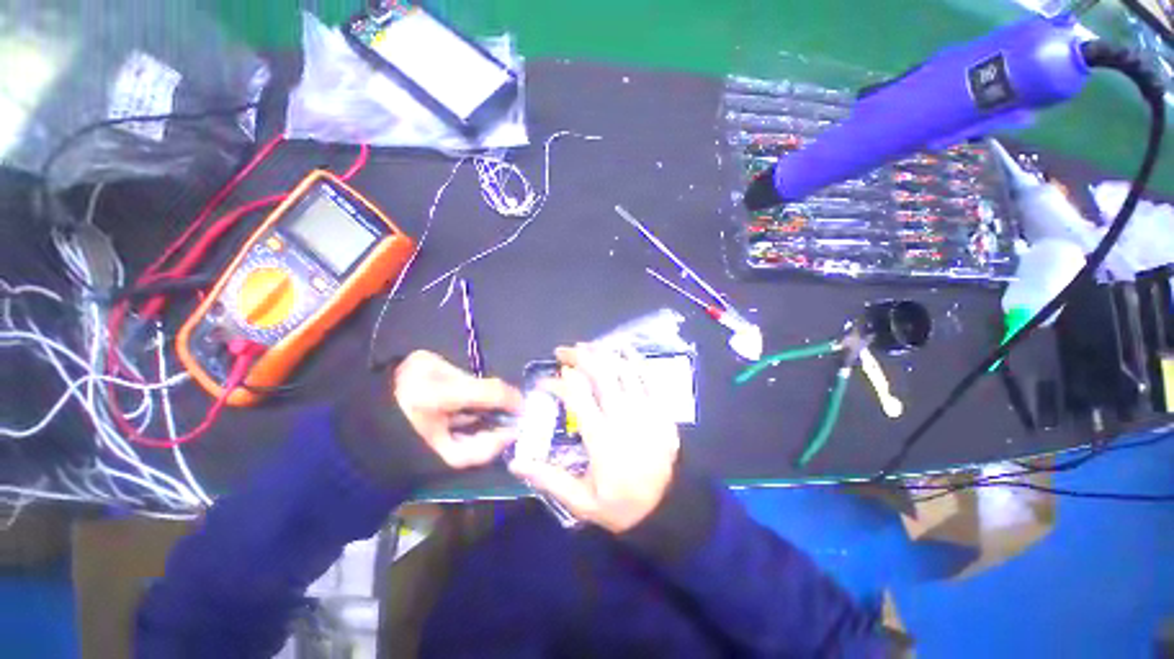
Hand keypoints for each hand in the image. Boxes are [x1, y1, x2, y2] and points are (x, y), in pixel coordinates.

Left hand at [394, 351, 522, 468]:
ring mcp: (424, 359)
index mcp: (432, 394)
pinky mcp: (421, 357)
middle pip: (478, 383)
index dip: (511, 400)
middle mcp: (429, 367)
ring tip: (460, 414)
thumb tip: (513, 431)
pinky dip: (458, 389)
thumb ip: (486, 447)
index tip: (523, 410)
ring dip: (472, 396)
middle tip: (489, 419)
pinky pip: (455, 374)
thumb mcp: (447, 458)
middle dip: (488, 402)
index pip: (488, 389)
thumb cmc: (403, 452)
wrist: (359, 438)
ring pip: (468, 378)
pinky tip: (448, 403)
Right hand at [509, 345, 680, 532]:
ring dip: (603, 353)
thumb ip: (549, 479)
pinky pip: (649, 377)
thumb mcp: (581, 502)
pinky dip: (635, 359)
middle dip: (578, 357)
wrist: (669, 509)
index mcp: (602, 439)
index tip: (543, 381)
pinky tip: (623, 348)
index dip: (556, 383)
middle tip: (562, 351)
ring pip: (623, 370)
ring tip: (586, 346)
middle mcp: (624, 418)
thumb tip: (515, 461)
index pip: (576, 396)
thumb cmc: (622, 505)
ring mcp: (647, 410)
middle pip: (600, 374)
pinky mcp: (663, 409)